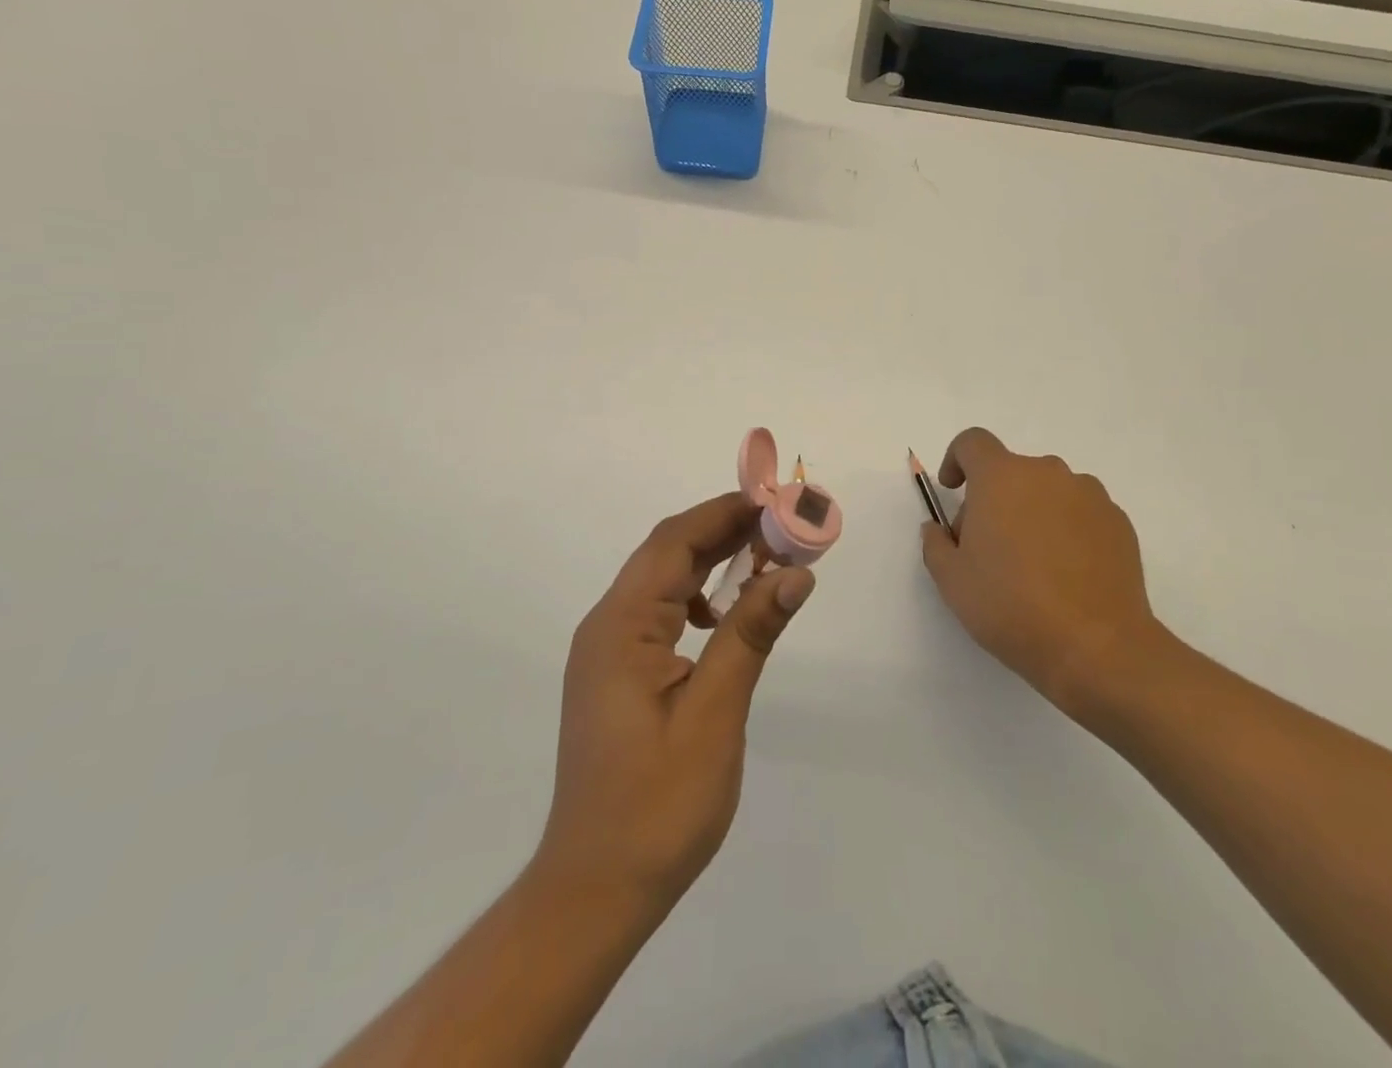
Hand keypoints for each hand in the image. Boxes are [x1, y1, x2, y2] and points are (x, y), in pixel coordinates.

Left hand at [536, 493, 814, 915]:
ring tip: (767, 557)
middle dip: (725, 531)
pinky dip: (699, 597)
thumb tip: (795, 572)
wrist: (596, 889)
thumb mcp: (714, 715)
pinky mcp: (617, 673)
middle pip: (668, 554)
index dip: (724, 512)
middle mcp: (607, 626)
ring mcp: (608, 651)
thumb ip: (751, 634)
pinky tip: (728, 615)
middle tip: (784, 525)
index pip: (674, 542)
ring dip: (713, 561)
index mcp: (621, 626)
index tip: (776, 501)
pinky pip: (661, 613)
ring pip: (664, 581)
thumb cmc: (656, 806)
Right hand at [920, 427, 1161, 714]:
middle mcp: (1048, 473)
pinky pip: (1080, 513)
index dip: (956, 459)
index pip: (973, 442)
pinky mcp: (1119, 522)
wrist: (1097, 647)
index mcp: (1002, 477)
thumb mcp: (952, 580)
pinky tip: (1066, 575)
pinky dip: (1066, 530)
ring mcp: (1090, 495)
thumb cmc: (1011, 606)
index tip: (952, 490)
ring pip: (1048, 492)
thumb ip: (936, 544)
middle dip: (993, 499)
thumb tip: (940, 530)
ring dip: (1032, 513)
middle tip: (987, 548)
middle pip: (1010, 471)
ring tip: (1032, 565)